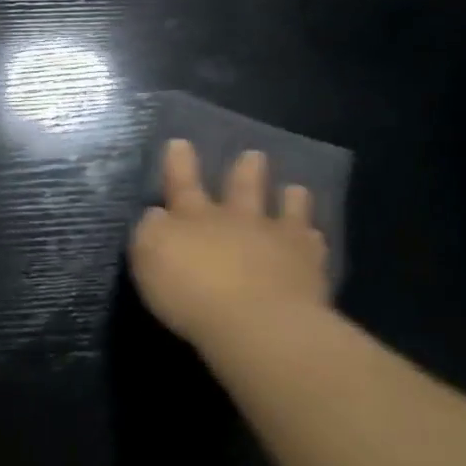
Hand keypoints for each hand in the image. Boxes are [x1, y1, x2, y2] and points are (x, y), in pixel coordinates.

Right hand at [129, 141, 329, 353]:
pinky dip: (313, 238)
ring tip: (295, 188)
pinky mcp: (310, 268)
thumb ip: (151, 231)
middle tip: (254, 155)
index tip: (180, 143)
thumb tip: (158, 213)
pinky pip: (313, 246)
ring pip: (286, 211)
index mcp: (194, 216)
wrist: (257, 322)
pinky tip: (316, 237)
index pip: (182, 183)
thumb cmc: (191, 290)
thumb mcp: (149, 256)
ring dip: (289, 199)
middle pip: (242, 188)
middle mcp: (237, 219)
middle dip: (246, 171)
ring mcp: (277, 240)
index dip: (179, 163)